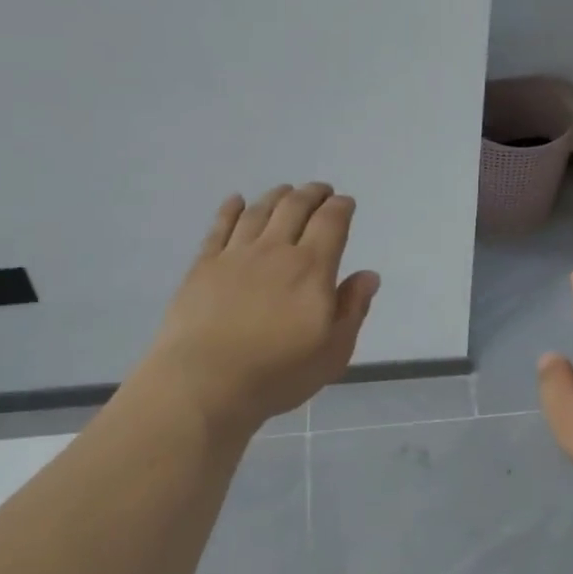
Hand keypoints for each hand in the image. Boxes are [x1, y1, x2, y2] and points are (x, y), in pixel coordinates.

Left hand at [138, 183, 380, 432]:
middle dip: (312, 194)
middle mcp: (275, 251)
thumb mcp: (333, 351)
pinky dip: (231, 209)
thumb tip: (368, 275)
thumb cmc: (278, 373)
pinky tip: (236, 200)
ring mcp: (235, 255)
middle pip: (295, 208)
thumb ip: (353, 309)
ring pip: (259, 212)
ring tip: (286, 191)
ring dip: (276, 196)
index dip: (341, 208)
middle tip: (321, 190)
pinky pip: (220, 227)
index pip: (331, 223)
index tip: (346, 202)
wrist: (205, 383)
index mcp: (312, 269)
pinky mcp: (203, 266)